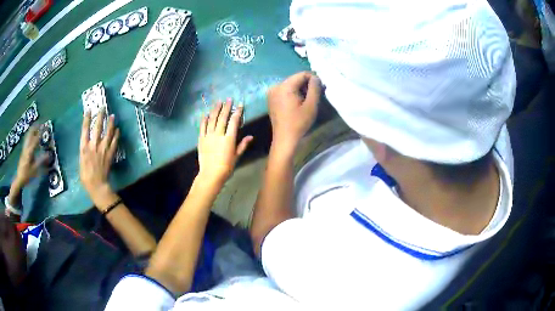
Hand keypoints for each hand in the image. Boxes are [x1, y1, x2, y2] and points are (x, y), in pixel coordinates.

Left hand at [13, 125, 49, 187]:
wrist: (19, 179)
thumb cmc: (27, 175)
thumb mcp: (35, 169)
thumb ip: (41, 161)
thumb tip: (49, 154)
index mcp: (30, 150)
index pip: (36, 138)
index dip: (41, 132)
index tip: (46, 126)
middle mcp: (26, 147)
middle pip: (30, 133)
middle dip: (36, 127)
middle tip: (41, 123)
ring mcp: (24, 148)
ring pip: (28, 135)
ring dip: (32, 129)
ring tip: (36, 126)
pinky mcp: (23, 150)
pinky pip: (27, 139)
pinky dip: (30, 134)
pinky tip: (31, 135)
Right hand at [79, 110, 119, 202]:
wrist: (97, 185)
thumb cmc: (86, 176)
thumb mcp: (81, 161)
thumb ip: (84, 150)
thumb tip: (87, 142)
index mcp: (84, 147)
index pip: (85, 130)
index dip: (87, 119)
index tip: (89, 110)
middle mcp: (93, 145)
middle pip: (97, 127)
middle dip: (100, 116)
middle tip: (103, 107)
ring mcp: (103, 149)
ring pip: (107, 133)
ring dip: (110, 123)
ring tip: (112, 115)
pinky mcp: (110, 154)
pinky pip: (114, 142)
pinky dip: (116, 135)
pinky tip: (118, 129)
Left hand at [198, 99, 252, 184]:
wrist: (211, 174)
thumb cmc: (226, 167)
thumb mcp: (237, 156)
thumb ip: (243, 145)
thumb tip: (251, 136)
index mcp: (229, 139)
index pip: (234, 122)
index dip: (237, 112)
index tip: (240, 105)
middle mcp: (219, 134)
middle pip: (222, 118)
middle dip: (226, 107)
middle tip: (228, 99)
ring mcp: (208, 136)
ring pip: (212, 119)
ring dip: (215, 110)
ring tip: (218, 102)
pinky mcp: (201, 139)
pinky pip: (202, 127)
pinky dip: (204, 119)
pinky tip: (206, 113)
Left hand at [267, 71, 321, 150]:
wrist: (284, 139)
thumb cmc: (299, 123)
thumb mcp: (311, 105)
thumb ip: (315, 88)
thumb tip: (316, 77)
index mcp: (285, 86)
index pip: (302, 74)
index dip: (313, 79)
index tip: (321, 89)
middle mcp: (276, 86)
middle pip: (295, 79)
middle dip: (307, 85)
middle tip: (316, 96)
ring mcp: (272, 92)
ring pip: (291, 85)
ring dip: (301, 90)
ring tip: (308, 101)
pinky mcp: (271, 99)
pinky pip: (285, 91)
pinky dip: (293, 94)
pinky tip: (299, 104)